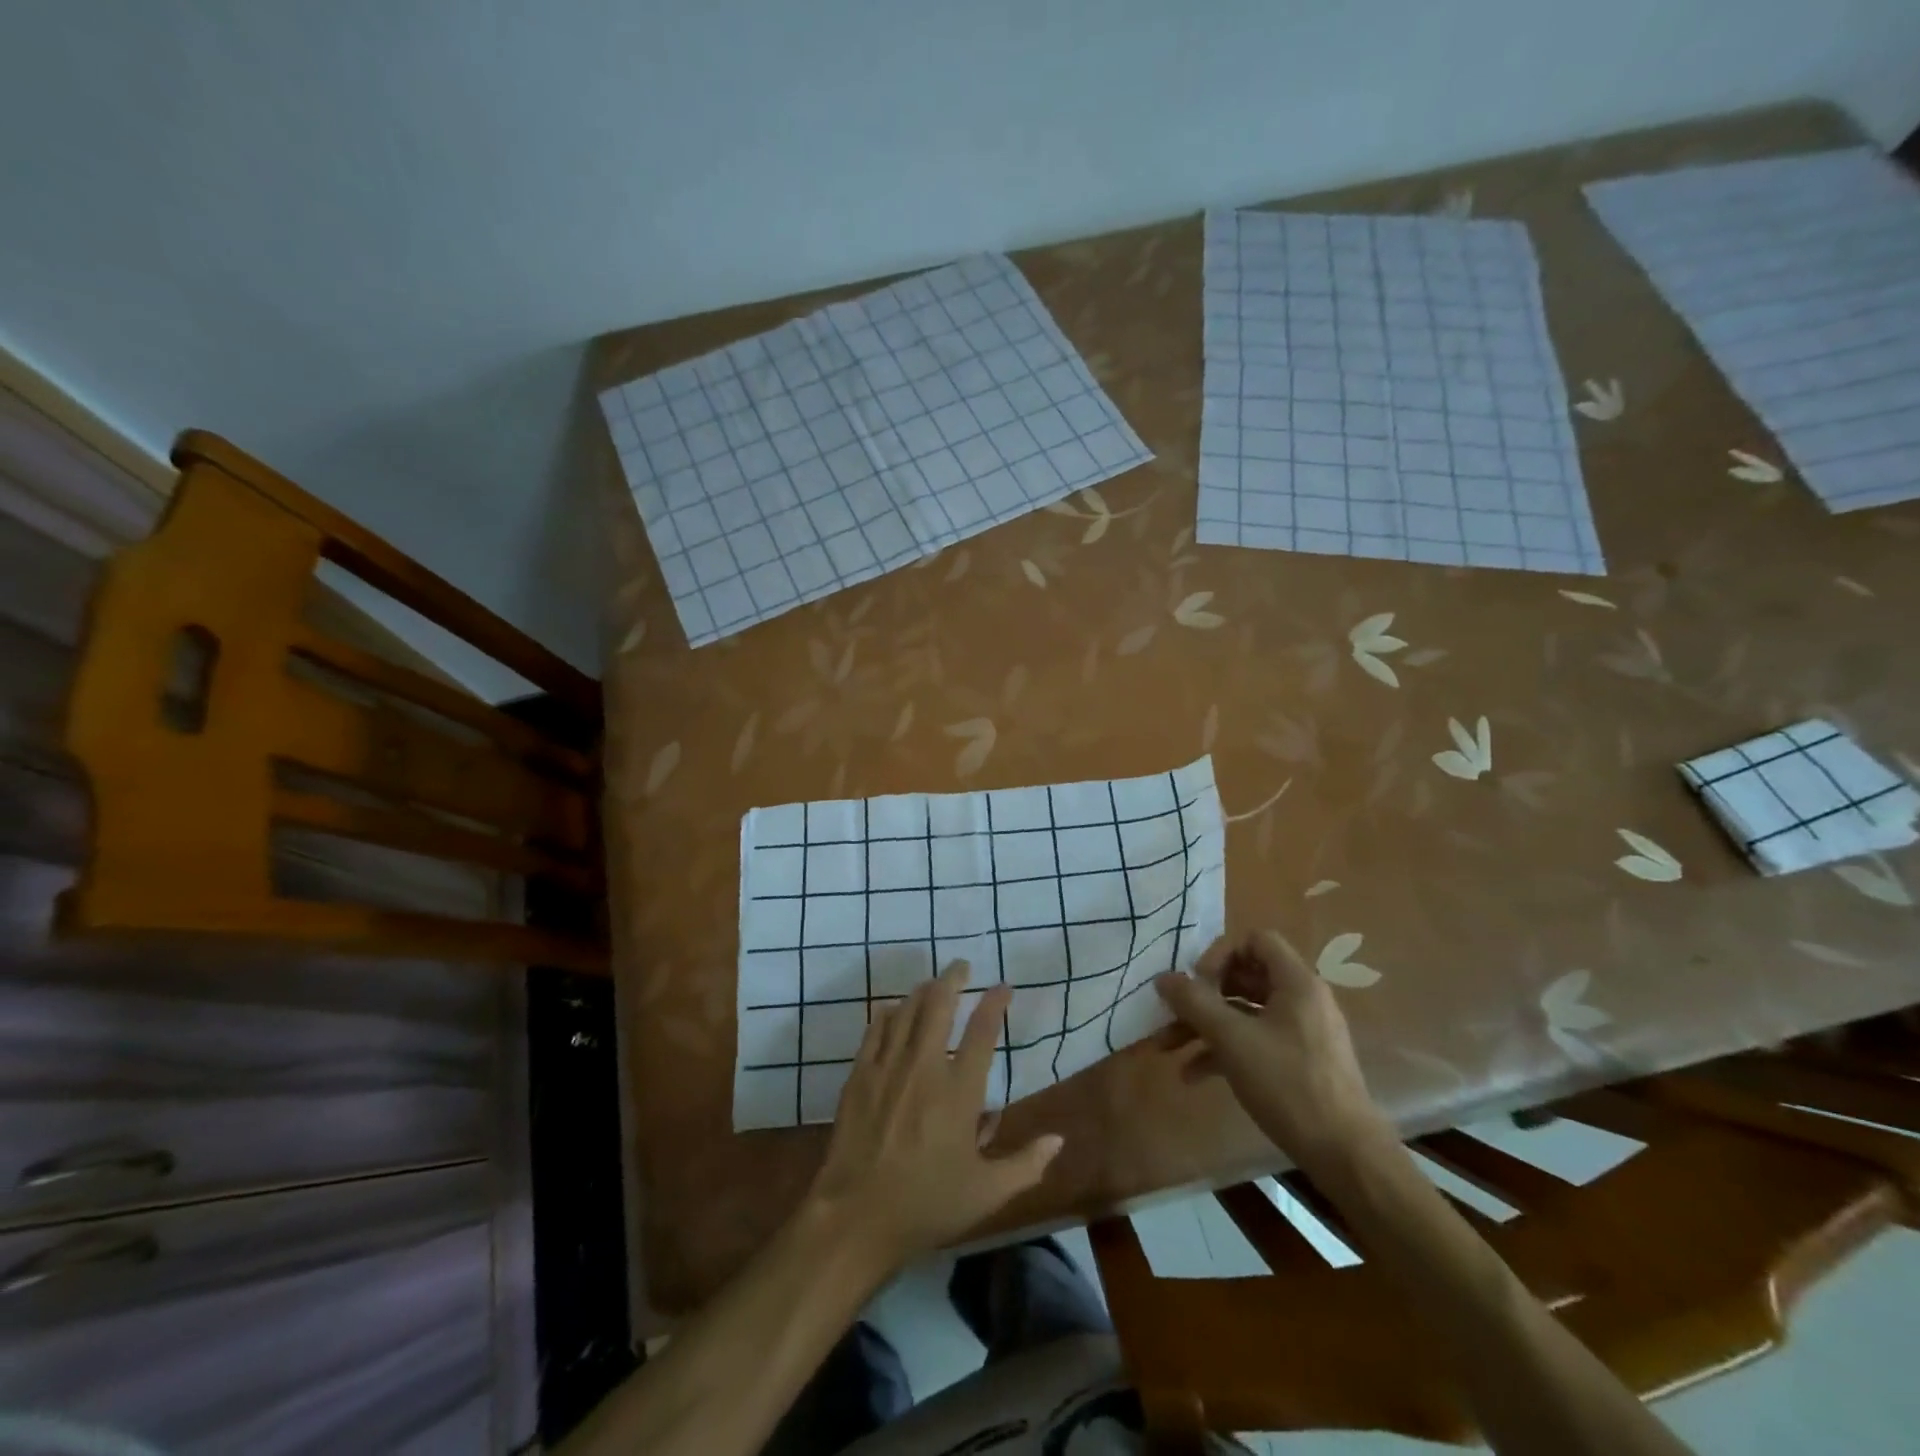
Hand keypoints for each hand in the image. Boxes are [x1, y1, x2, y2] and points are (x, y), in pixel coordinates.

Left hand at [808, 961, 1063, 1270]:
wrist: (854, 1217)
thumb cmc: (926, 1206)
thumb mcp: (986, 1194)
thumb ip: (1025, 1165)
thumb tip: (1059, 1140)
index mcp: (959, 1092)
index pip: (982, 1033)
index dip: (995, 1003)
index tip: (1003, 987)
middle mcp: (924, 1067)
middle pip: (939, 1005)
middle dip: (952, 979)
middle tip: (961, 966)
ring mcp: (888, 1068)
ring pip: (906, 1011)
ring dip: (922, 991)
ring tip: (932, 984)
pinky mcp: (860, 1076)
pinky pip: (875, 1030)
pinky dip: (888, 1013)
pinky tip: (893, 1009)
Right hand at [1155, 930, 1390, 1176]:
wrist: (1345, 1155)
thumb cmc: (1288, 1085)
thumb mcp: (1233, 1040)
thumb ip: (1195, 1003)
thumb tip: (1163, 977)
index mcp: (1296, 983)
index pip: (1255, 941)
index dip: (1221, 955)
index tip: (1197, 985)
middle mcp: (1302, 1000)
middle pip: (1244, 977)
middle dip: (1202, 997)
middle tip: (1172, 1015)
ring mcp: (1302, 1032)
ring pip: (1244, 1013)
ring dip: (1205, 1027)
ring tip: (1168, 1049)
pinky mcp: (1299, 1062)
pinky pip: (1255, 1040)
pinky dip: (1224, 1050)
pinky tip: (1194, 1075)